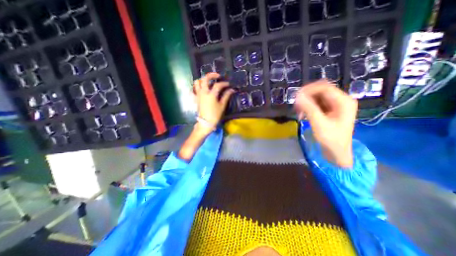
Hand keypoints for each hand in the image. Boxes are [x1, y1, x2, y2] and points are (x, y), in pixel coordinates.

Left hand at [192, 72, 234, 134]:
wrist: (205, 122)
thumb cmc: (215, 115)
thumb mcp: (222, 106)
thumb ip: (226, 96)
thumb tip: (232, 90)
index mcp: (211, 95)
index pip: (218, 85)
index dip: (224, 83)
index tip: (228, 84)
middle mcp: (203, 92)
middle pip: (205, 79)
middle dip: (211, 75)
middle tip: (217, 76)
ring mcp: (198, 95)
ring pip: (197, 82)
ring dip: (202, 79)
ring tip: (208, 81)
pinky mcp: (196, 98)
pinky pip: (194, 89)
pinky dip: (197, 86)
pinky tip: (202, 88)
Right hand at [296, 80, 359, 167]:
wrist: (336, 153)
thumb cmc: (331, 139)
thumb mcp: (319, 123)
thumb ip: (309, 108)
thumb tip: (297, 96)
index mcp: (343, 101)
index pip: (324, 87)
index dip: (309, 90)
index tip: (296, 97)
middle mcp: (340, 100)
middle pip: (320, 91)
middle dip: (306, 97)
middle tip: (296, 106)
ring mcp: (335, 106)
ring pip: (317, 97)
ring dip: (306, 103)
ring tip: (298, 112)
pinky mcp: (329, 111)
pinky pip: (316, 104)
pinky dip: (308, 108)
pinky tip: (302, 114)